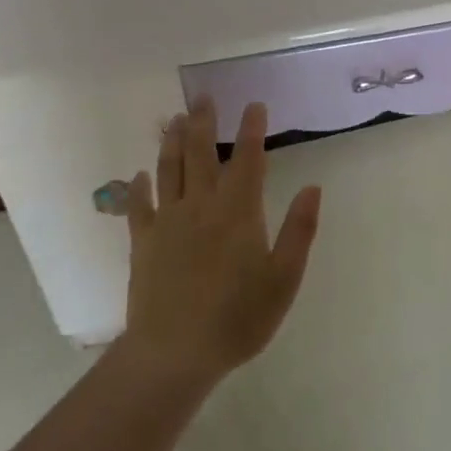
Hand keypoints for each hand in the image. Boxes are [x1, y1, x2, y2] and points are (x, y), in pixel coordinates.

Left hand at [117, 98, 320, 389]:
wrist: (175, 353)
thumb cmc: (238, 318)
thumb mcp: (283, 279)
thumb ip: (299, 230)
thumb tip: (312, 187)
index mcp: (238, 211)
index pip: (247, 159)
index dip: (252, 129)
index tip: (253, 104)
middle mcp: (201, 206)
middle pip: (200, 153)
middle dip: (202, 121)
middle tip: (203, 97)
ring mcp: (167, 222)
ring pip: (168, 170)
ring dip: (171, 141)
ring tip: (173, 119)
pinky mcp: (143, 243)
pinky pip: (139, 207)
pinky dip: (138, 187)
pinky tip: (139, 175)